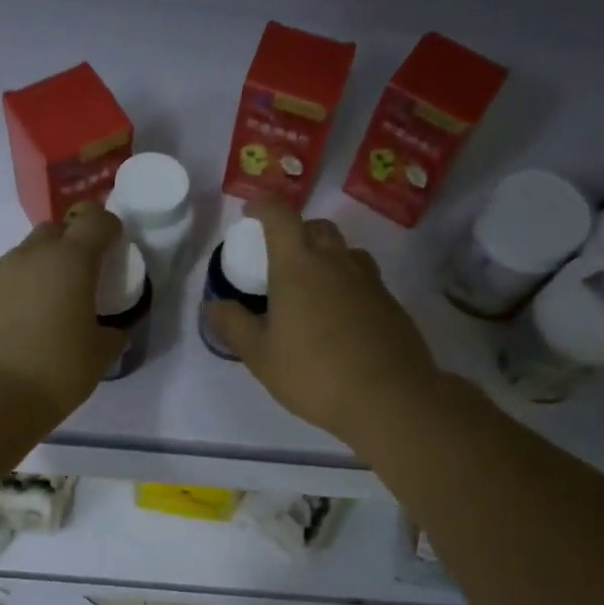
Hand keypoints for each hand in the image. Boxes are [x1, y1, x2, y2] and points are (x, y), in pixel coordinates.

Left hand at [0, 208, 127, 425]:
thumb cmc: (56, 371)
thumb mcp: (100, 355)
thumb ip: (112, 333)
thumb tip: (110, 330)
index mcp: (70, 261)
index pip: (95, 220)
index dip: (108, 227)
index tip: (114, 248)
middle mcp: (31, 257)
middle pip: (55, 230)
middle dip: (72, 244)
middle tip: (82, 278)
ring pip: (26, 256)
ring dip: (42, 270)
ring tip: (51, 307)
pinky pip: (5, 283)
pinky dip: (18, 294)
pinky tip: (22, 327)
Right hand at [206, 201, 441, 447]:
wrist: (389, 397)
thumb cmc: (313, 373)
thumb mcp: (260, 356)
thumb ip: (234, 325)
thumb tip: (213, 304)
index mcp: (298, 265)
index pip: (280, 216)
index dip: (263, 206)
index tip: (250, 211)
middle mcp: (335, 261)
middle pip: (316, 227)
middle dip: (295, 231)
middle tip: (279, 255)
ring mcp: (368, 280)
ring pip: (344, 251)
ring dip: (325, 255)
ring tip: (311, 284)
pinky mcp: (390, 302)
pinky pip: (363, 277)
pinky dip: (346, 282)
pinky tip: (339, 314)